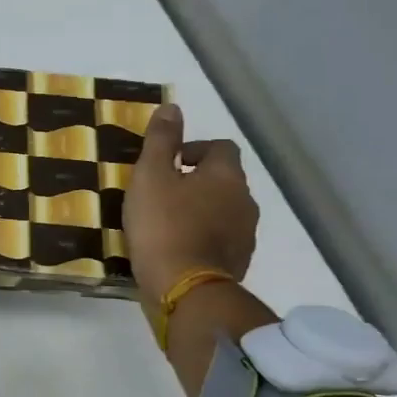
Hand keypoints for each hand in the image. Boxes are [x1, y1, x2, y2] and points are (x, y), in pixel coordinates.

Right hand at [123, 103, 259, 300]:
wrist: (184, 289)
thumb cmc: (163, 225)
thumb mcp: (150, 176)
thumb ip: (160, 141)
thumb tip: (172, 108)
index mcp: (226, 175)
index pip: (220, 147)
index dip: (194, 150)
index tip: (167, 164)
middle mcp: (244, 200)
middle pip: (223, 180)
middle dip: (195, 181)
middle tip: (161, 193)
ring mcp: (245, 235)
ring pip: (223, 210)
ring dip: (200, 210)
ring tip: (166, 222)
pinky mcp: (238, 262)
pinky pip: (220, 239)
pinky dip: (202, 237)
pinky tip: (176, 247)